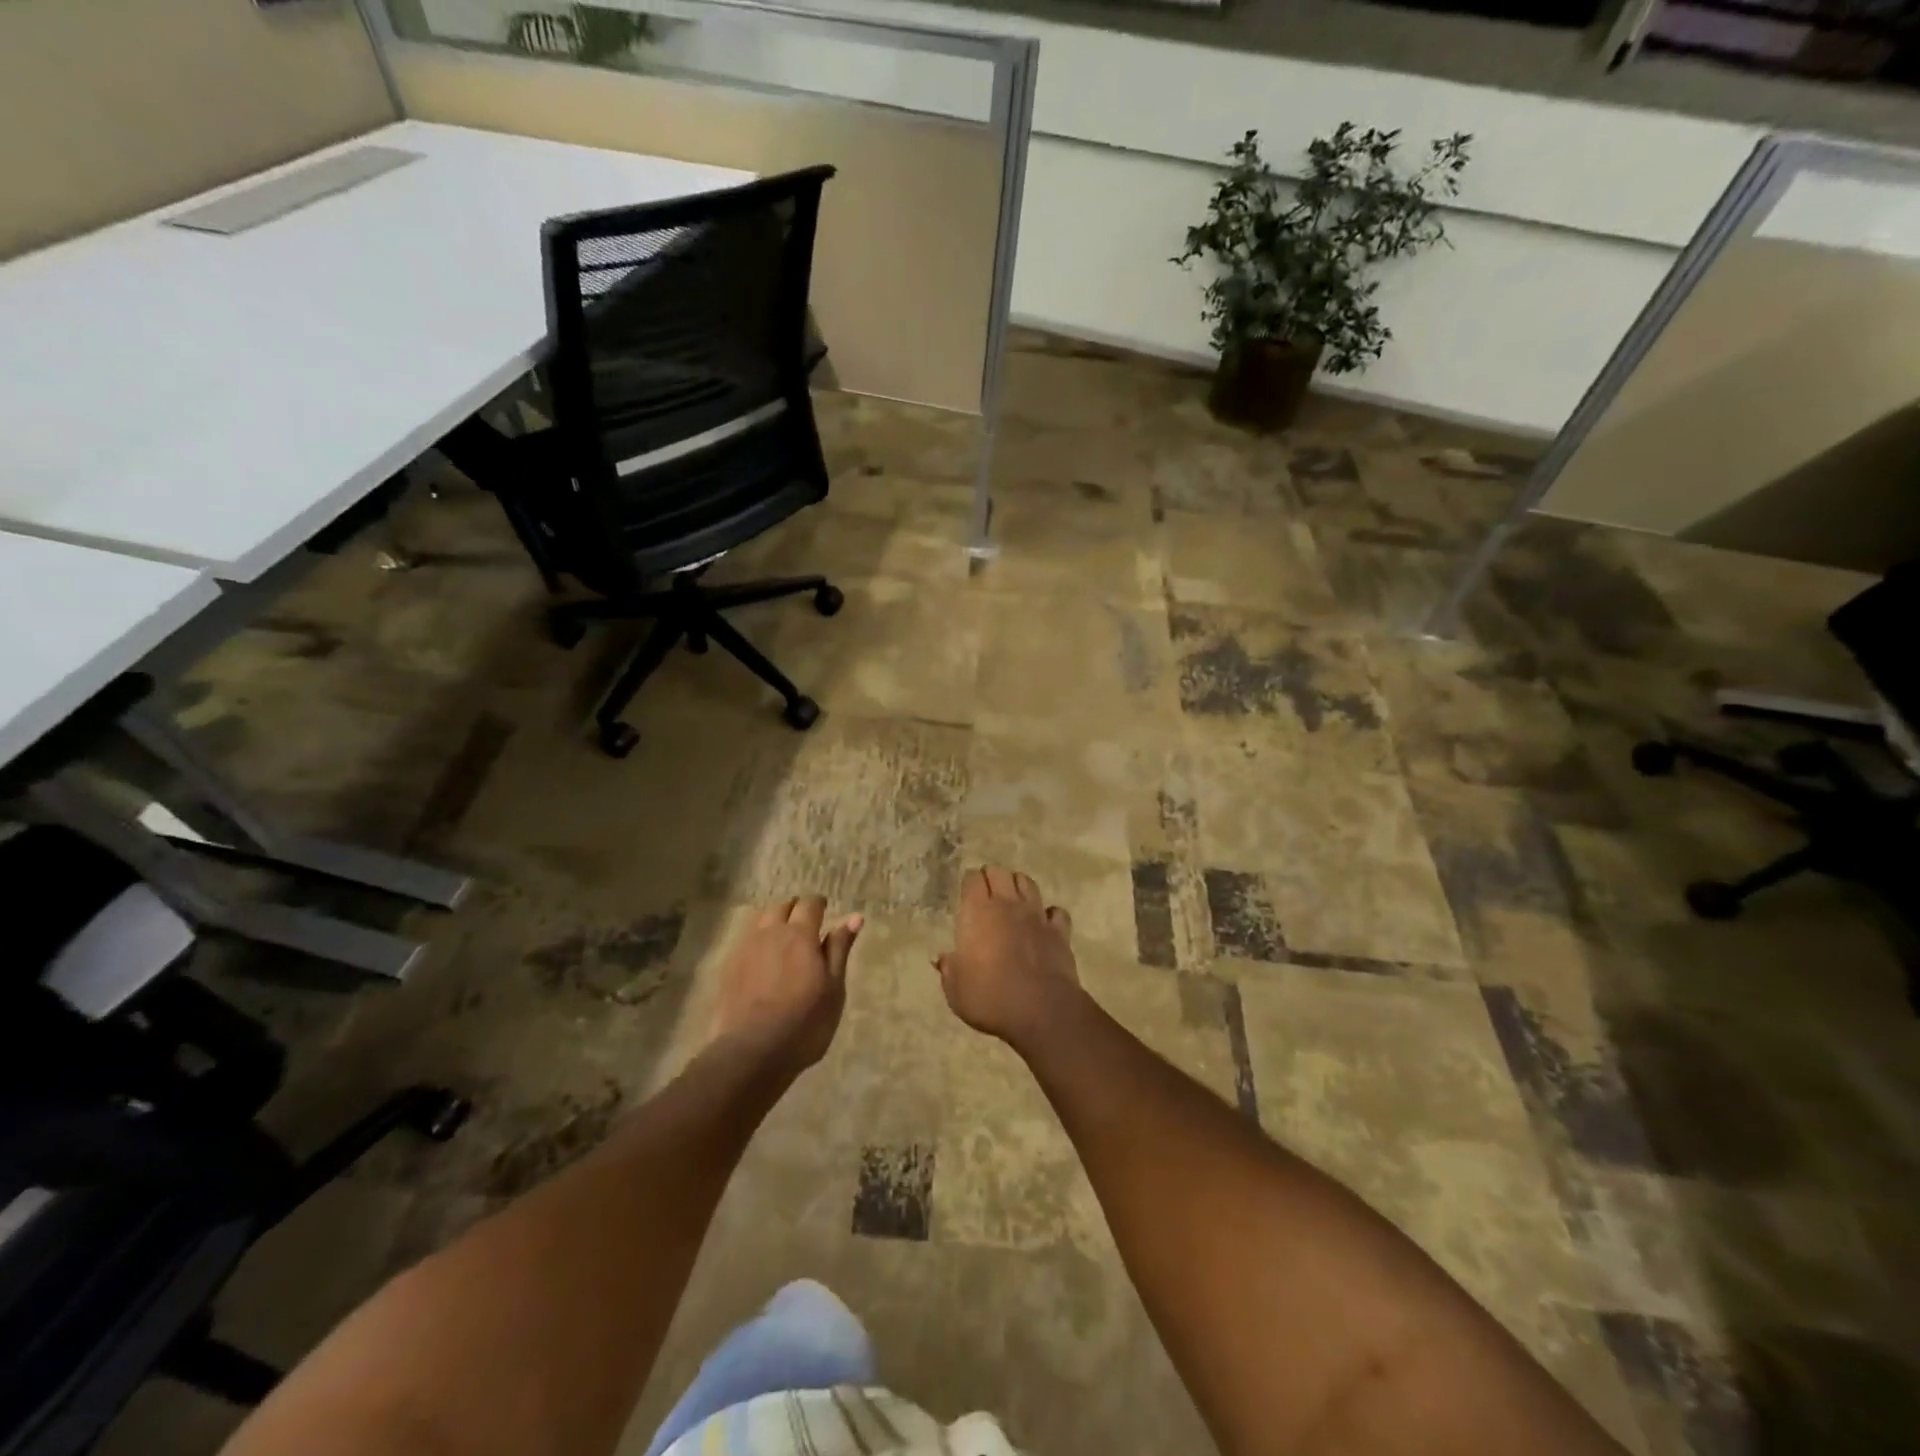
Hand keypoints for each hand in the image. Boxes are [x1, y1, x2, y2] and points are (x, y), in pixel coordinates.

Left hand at [711, 897, 862, 1074]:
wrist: (752, 1052)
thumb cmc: (804, 1021)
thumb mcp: (833, 987)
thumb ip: (839, 949)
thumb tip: (854, 917)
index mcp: (799, 934)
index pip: (809, 904)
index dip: (819, 904)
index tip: (825, 911)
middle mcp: (770, 933)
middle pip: (782, 907)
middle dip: (795, 910)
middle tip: (807, 926)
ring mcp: (746, 949)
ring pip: (760, 920)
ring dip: (774, 922)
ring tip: (784, 940)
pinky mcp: (729, 967)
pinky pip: (746, 941)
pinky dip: (758, 941)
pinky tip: (763, 960)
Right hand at [935, 867, 1083, 1053]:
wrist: (1041, 1011)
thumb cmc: (990, 998)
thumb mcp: (956, 990)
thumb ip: (949, 969)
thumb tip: (942, 959)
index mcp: (978, 914)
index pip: (972, 880)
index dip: (969, 882)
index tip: (966, 892)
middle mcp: (1007, 906)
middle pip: (1000, 873)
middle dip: (992, 877)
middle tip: (987, 892)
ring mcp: (1036, 916)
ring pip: (1028, 883)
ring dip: (1019, 886)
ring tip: (1013, 899)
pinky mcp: (1060, 931)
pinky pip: (1056, 912)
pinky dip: (1050, 914)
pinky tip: (1044, 923)